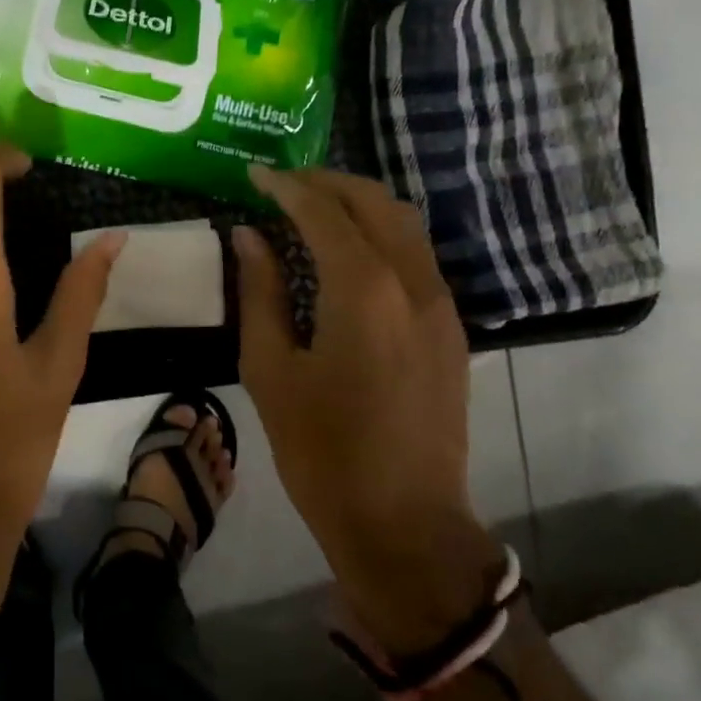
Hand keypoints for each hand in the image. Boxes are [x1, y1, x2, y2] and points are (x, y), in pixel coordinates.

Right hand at [232, 167, 498, 655]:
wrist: (405, 524)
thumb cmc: (322, 451)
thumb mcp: (271, 370)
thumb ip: (260, 293)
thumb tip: (249, 237)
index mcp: (364, 290)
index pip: (322, 211)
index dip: (285, 187)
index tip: (254, 176)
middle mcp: (412, 282)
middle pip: (373, 201)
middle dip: (326, 182)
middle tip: (282, 185)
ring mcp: (441, 304)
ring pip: (404, 222)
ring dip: (358, 202)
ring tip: (312, 207)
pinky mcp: (451, 327)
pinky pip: (416, 255)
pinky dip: (380, 233)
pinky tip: (348, 251)